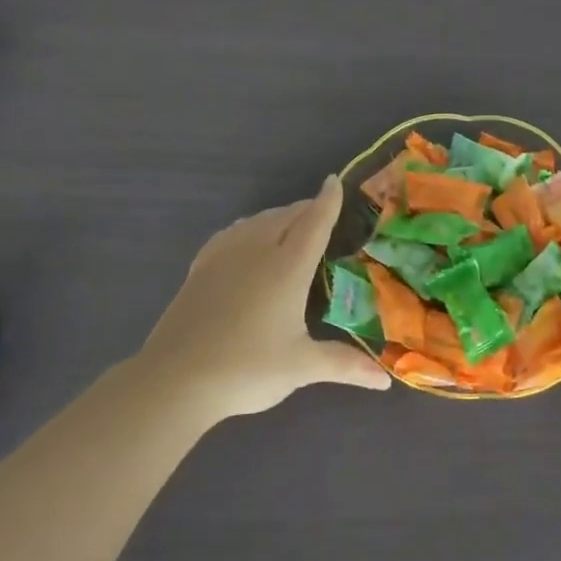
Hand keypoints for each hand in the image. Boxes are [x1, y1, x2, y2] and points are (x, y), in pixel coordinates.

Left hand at [138, 174, 390, 420]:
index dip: (327, 200)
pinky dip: (249, 228)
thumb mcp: (301, 367)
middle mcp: (257, 250)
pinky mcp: (200, 268)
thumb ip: (344, 365)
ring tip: (289, 225)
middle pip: (286, 216)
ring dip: (278, 216)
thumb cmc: (247, 368)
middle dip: (306, 209)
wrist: (175, 379)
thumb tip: (385, 380)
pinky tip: (246, 239)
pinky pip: (232, 233)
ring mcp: (224, 256)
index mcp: (287, 267)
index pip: (314, 222)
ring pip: (257, 220)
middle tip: (322, 213)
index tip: (335, 180)